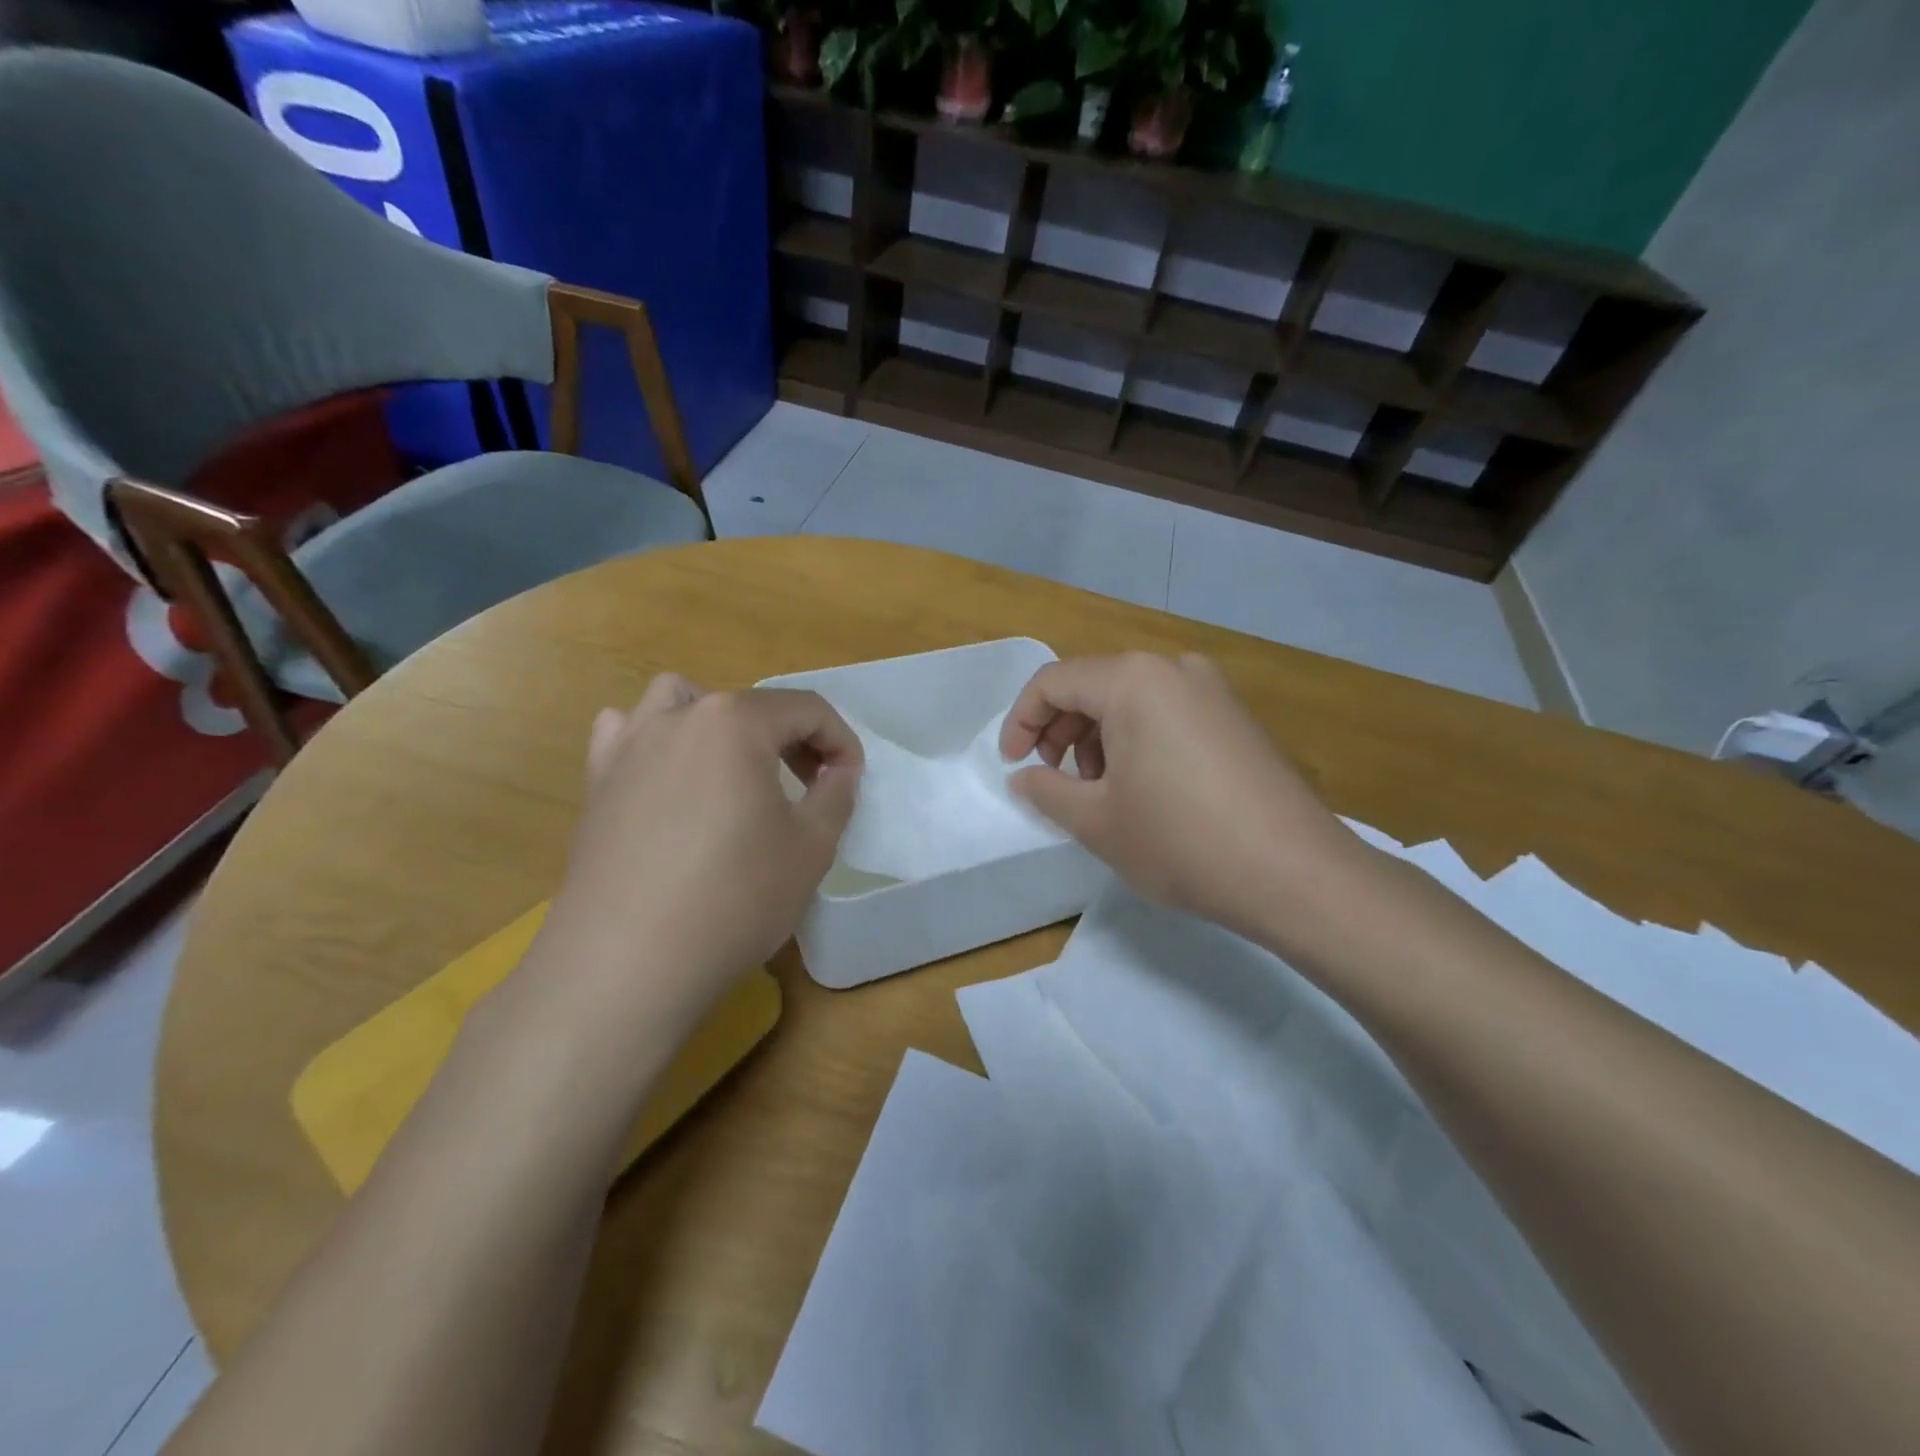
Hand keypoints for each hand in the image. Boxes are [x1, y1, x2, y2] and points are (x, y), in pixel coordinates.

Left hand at [537, 674, 861, 1034]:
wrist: (627, 961)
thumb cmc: (734, 897)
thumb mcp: (811, 846)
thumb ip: (836, 794)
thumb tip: (839, 769)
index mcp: (736, 722)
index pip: (806, 709)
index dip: (840, 741)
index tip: (851, 780)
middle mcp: (678, 717)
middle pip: (749, 705)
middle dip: (789, 737)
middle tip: (808, 784)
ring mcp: (629, 746)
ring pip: (679, 701)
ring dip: (717, 723)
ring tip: (734, 767)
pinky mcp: (596, 783)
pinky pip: (626, 734)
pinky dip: (655, 742)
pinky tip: (667, 779)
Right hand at [1000, 653, 1368, 943]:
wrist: (1296, 874)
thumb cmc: (1181, 841)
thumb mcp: (1096, 821)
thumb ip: (1046, 789)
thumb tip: (1023, 776)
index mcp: (1133, 680)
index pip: (1053, 682)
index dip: (1021, 721)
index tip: (1012, 764)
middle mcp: (1174, 668)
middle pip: (1093, 685)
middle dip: (1061, 730)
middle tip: (1054, 779)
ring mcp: (1213, 690)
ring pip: (1131, 700)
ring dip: (1098, 737)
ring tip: (1100, 791)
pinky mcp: (1237, 717)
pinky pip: (1167, 713)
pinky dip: (1137, 740)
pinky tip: (1143, 788)